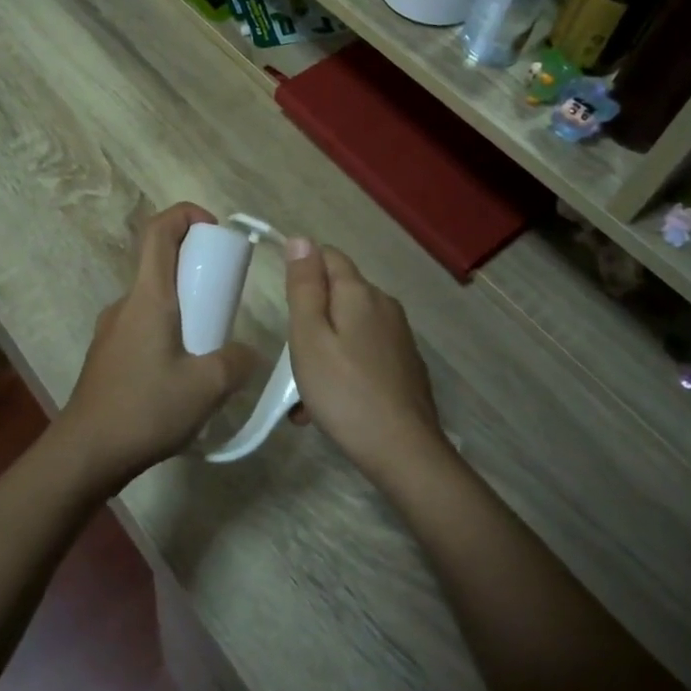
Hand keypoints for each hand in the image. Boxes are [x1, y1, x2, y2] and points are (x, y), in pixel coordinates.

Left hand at [55, 203, 259, 491]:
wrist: (86, 453)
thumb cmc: (145, 409)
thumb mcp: (207, 387)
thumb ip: (237, 362)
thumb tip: (246, 353)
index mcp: (148, 298)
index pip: (158, 231)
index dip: (185, 214)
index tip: (214, 229)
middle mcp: (126, 304)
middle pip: (159, 263)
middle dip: (196, 267)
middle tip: (225, 297)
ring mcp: (112, 329)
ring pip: (153, 299)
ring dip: (184, 305)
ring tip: (210, 343)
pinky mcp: (108, 354)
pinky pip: (143, 325)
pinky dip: (169, 330)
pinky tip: (183, 372)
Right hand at [283, 238, 449, 490]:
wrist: (403, 451)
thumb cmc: (344, 391)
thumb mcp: (309, 337)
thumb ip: (304, 287)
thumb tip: (301, 239)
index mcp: (360, 292)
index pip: (328, 256)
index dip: (303, 269)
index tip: (285, 304)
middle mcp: (384, 306)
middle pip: (339, 294)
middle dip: (312, 318)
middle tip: (293, 358)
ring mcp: (399, 337)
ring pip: (350, 328)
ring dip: (325, 349)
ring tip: (304, 396)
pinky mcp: (405, 366)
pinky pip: (365, 353)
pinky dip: (344, 369)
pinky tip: (330, 406)